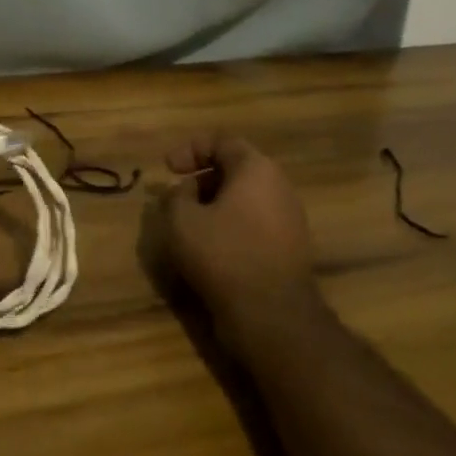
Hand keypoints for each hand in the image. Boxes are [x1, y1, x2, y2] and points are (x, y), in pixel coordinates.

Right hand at [160, 133, 323, 359]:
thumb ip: (174, 196)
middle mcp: (278, 187)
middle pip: (235, 169)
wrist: (271, 314)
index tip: (167, 167)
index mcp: (256, 169)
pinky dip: (228, 226)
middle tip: (175, 196)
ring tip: (187, 224)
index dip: (190, 149)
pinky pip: (253, 224)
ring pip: (244, 199)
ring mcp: (288, 219)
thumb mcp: (181, 220)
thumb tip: (181, 192)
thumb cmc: (223, 254)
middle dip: (201, 179)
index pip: (223, 142)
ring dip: (213, 205)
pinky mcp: (288, 248)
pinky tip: (208, 247)